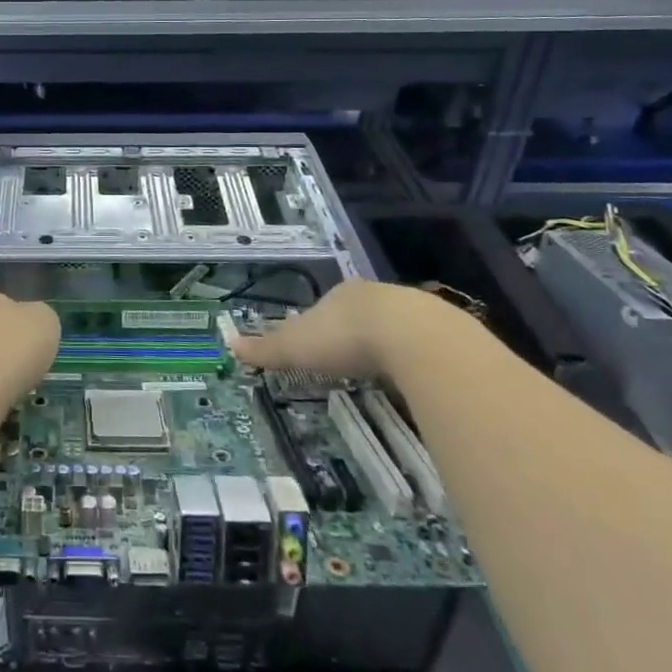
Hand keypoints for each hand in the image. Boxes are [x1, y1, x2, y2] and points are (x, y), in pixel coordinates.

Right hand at [227, 279, 473, 379]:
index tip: (316, 348)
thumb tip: (228, 343)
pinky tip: (412, 376)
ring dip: (385, 345)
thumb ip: (265, 348)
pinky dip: (413, 358)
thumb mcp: (296, 346)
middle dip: (352, 334)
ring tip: (379, 371)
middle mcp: (375, 295)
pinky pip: (422, 344)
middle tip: (346, 361)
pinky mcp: (443, 331)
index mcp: (340, 295)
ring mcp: (413, 310)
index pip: (324, 307)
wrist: (414, 338)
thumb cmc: (345, 338)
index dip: (318, 326)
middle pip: (358, 314)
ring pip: (393, 327)